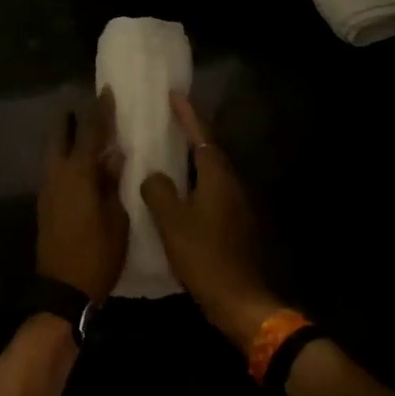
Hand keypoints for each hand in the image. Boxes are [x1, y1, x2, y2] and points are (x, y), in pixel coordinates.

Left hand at [35, 92, 129, 303]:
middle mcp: (57, 175)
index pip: (91, 133)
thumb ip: (113, 184)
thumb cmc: (98, 254)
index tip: (106, 92)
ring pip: (54, 154)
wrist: (63, 290)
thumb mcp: (117, 218)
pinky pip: (55, 170)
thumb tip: (113, 157)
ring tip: (85, 132)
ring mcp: (47, 190)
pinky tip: (81, 164)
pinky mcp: (45, 205)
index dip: (100, 111)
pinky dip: (66, 159)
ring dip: (67, 140)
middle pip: (61, 136)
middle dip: (71, 119)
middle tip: (85, 107)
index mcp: (79, 174)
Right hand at [139, 94, 281, 351]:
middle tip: (169, 121)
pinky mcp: (236, 224)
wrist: (241, 300)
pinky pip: (213, 192)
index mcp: (218, 178)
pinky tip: (180, 192)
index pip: (202, 137)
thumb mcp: (172, 223)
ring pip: (212, 173)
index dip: (187, 116)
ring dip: (193, 160)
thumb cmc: (205, 257)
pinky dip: (195, 183)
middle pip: (210, 152)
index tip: (174, 95)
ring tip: (169, 152)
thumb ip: (159, 191)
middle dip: (191, 134)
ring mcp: (237, 206)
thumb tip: (154, 175)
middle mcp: (232, 185)